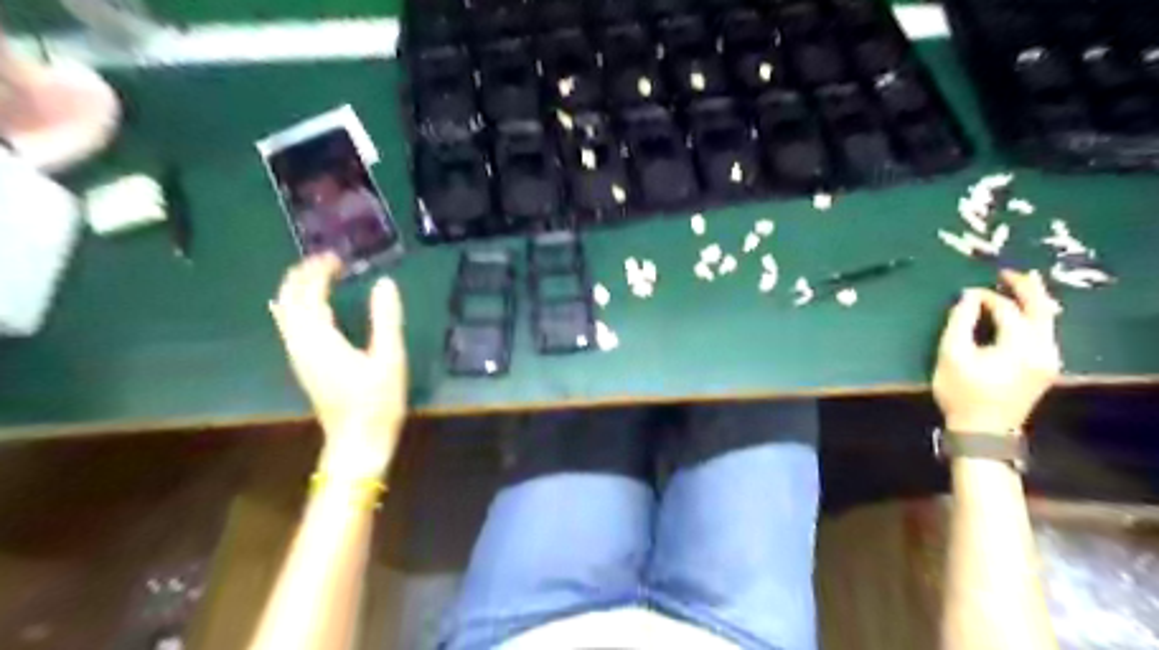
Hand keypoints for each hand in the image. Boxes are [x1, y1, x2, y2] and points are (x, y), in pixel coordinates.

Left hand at [270, 254, 405, 475]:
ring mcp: (298, 355)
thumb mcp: (389, 358)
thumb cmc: (376, 401)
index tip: (338, 257)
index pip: (308, 293)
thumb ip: (385, 318)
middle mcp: (300, 343)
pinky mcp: (304, 365)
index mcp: (319, 338)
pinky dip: (298, 306)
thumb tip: (384, 282)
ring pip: (285, 312)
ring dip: (298, 289)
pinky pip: (290, 325)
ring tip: (320, 275)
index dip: (319, 270)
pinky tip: (312, 306)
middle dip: (302, 275)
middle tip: (327, 260)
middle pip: (288, 299)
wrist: (357, 442)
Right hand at [935, 269, 1061, 435]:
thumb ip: (960, 322)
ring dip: (1033, 301)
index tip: (966, 292)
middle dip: (1025, 288)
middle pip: (1041, 309)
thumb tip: (968, 297)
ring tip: (1019, 284)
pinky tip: (1023, 311)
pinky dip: (1034, 317)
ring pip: (1047, 320)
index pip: (1007, 310)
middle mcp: (1044, 349)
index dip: (987, 297)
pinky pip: (1045, 333)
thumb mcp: (951, 355)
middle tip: (1007, 271)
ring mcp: (1049, 359)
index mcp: (1021, 346)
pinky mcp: (1046, 367)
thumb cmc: (962, 393)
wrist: (983, 431)